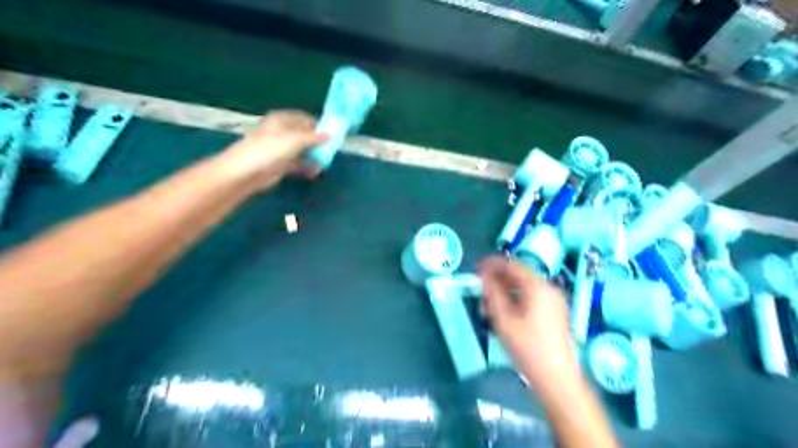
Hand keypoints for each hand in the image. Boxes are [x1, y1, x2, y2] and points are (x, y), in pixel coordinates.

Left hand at [219, 109, 329, 191]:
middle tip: (331, 150)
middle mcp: (282, 132)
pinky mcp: (280, 164)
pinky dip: (306, 167)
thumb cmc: (271, 149)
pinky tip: (315, 172)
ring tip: (325, 163)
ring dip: (313, 156)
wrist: (248, 171)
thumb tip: (330, 135)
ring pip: (302, 150)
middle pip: (304, 135)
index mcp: (282, 120)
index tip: (332, 134)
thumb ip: (314, 137)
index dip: (318, 125)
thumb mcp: (296, 139)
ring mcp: (281, 148)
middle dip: (317, 142)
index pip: (304, 118)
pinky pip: (298, 164)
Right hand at [479, 256, 581, 387]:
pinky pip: (533, 297)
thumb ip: (492, 293)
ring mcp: (555, 301)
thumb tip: (484, 276)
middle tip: (481, 283)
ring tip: (489, 299)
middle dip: (499, 277)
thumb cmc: (527, 347)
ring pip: (526, 287)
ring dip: (507, 288)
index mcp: (537, 286)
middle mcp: (549, 288)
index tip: (477, 265)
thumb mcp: (503, 319)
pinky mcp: (556, 312)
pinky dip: (517, 297)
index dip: (494, 263)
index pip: (512, 265)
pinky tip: (505, 309)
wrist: (556, 377)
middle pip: (520, 275)